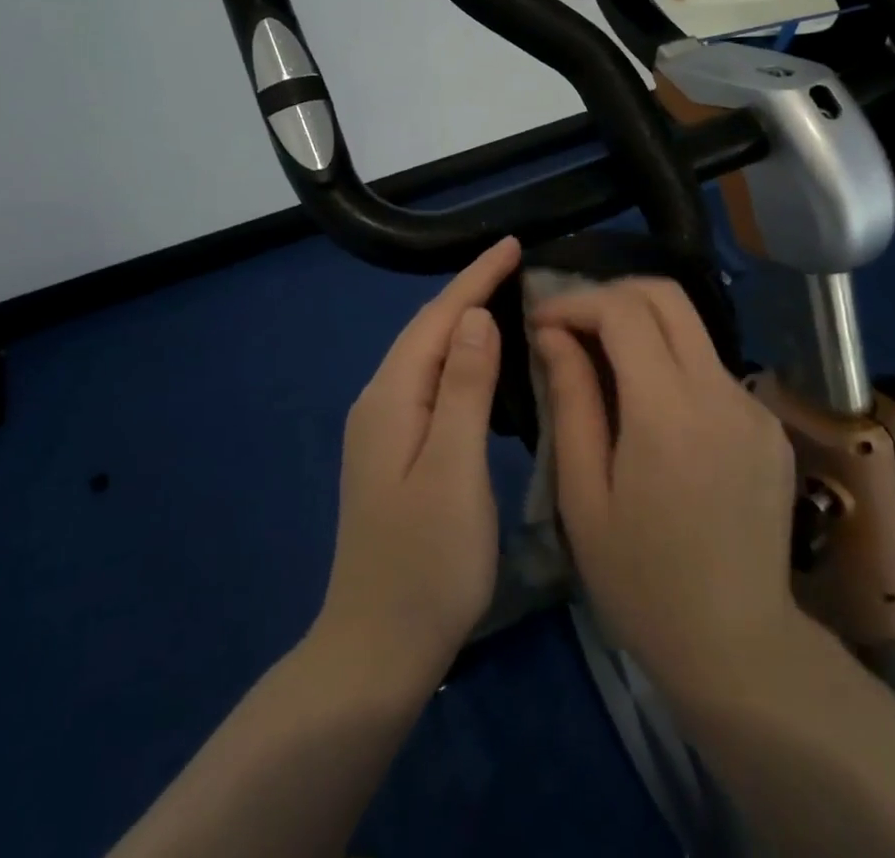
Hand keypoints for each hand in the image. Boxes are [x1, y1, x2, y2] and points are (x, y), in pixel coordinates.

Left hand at [314, 236, 520, 686]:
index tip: (513, 243)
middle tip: (518, 266)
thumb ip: (463, 388)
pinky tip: (482, 364)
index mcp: (391, 398)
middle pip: (426, 330)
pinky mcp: (394, 452)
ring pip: (426, 355)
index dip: (475, 278)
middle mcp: (379, 402)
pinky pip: (429, 382)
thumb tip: (474, 316)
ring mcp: (382, 429)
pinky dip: (458, 359)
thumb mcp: (452, 469)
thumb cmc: (426, 562)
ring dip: (463, 322)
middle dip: (469, 291)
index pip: (437, 318)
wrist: (376, 649)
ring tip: (506, 299)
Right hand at [532, 277, 801, 696]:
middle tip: (571, 324)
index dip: (576, 302)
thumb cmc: (641, 581)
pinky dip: (672, 365)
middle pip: (667, 296)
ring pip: (691, 330)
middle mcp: (720, 392)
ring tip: (601, 364)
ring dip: (642, 328)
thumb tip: (553, 335)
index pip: (623, 311)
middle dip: (612, 294)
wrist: (737, 647)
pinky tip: (650, 410)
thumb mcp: (583, 496)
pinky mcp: (769, 425)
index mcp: (669, 411)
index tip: (541, 321)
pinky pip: (711, 370)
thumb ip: (571, 402)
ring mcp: (753, 406)